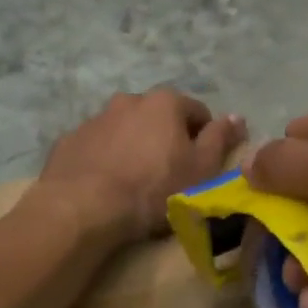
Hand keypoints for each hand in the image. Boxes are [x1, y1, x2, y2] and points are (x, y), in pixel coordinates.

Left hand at [38, 89, 244, 243]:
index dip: (205, 137)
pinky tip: (106, 185)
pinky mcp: (69, 140)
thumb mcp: (201, 169)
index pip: (197, 112)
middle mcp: (128, 100)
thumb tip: (238, 117)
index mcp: (165, 102)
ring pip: (125, 129)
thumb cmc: (153, 188)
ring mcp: (95, 118)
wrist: (84, 207)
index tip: (202, 165)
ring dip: (134, 146)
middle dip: (166, 138)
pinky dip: (105, 158)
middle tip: (169, 173)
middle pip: (158, 117)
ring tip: (135, 181)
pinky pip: (97, 146)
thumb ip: (220, 139)